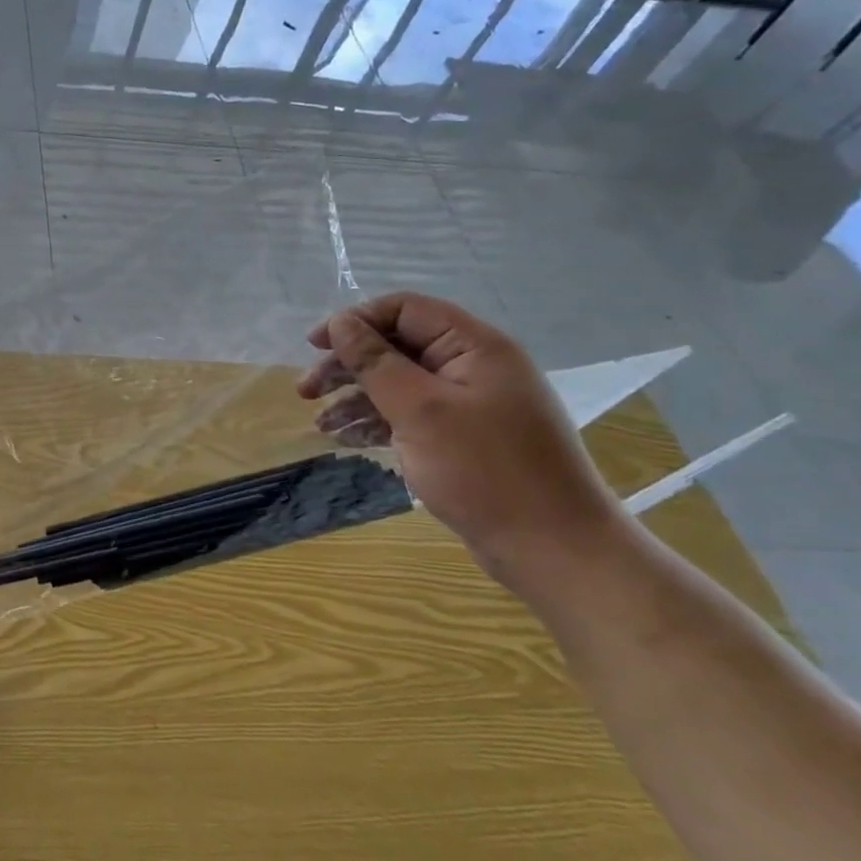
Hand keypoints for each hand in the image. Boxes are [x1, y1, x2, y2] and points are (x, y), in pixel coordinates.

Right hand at [296, 292, 627, 588]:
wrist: (554, 550)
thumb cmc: (485, 471)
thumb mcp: (419, 410)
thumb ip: (375, 361)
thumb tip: (341, 322)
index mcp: (474, 346)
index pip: (404, 310)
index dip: (355, 321)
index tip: (315, 346)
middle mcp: (473, 366)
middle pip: (397, 346)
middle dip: (348, 364)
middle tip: (306, 390)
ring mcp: (470, 403)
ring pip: (399, 382)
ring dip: (356, 397)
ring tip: (320, 422)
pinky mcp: (464, 436)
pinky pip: (411, 414)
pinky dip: (377, 422)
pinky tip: (346, 439)